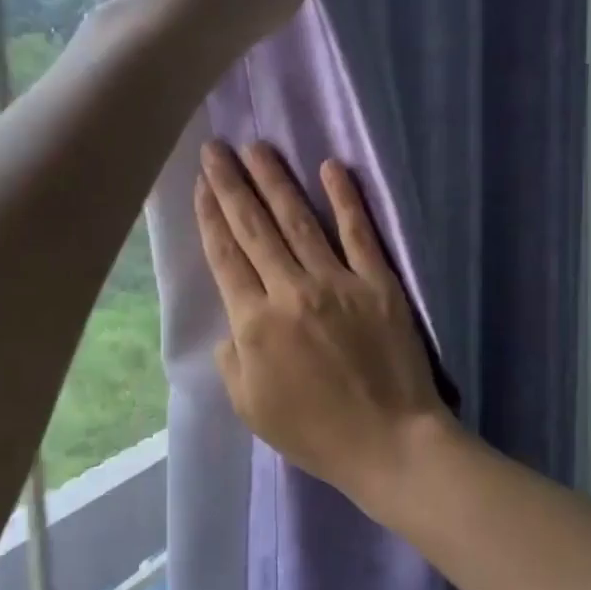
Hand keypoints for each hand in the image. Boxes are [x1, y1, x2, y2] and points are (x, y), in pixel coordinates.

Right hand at [194, 141, 450, 499]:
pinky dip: (345, 198)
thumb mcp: (250, 407)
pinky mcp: (378, 283)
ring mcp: (337, 282)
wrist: (388, 442)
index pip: (226, 257)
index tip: (202, 183)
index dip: (210, 216)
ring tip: (258, 147)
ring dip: (275, 180)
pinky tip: (330, 167)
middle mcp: (290, 291)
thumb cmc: (315, 432)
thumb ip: (232, 358)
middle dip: (232, 185)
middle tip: (216, 148)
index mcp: (254, 323)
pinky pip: (358, 233)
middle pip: (254, 228)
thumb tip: (234, 321)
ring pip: (298, 220)